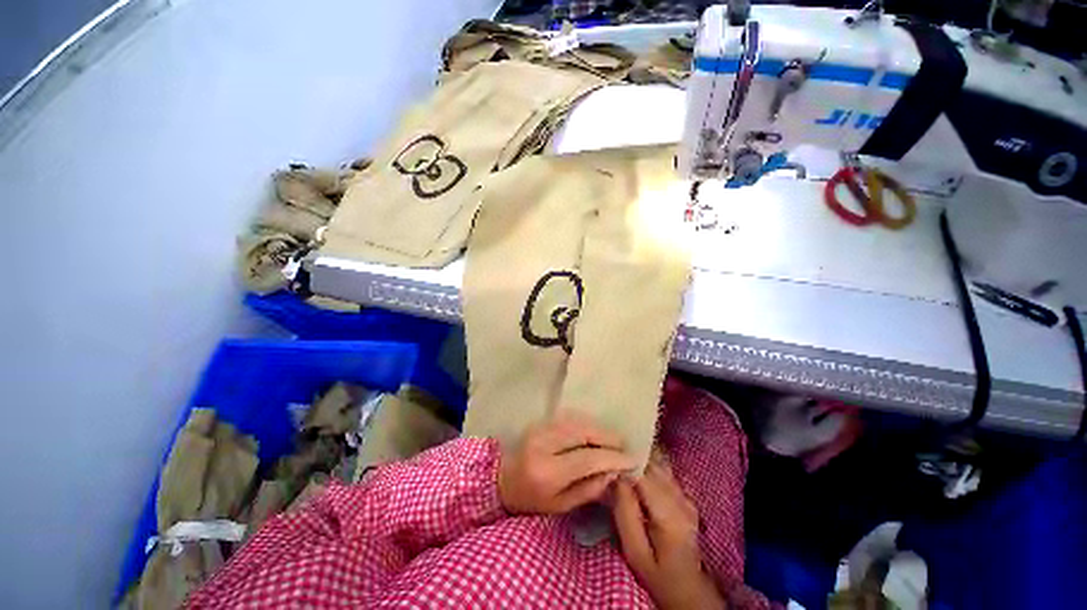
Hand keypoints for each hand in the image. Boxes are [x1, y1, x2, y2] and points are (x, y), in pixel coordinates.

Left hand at [498, 412, 635, 514]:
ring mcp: (541, 428)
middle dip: (608, 437)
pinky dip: (587, 423)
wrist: (502, 479)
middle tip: (625, 445)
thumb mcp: (561, 506)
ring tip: (615, 439)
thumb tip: (613, 471)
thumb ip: (589, 489)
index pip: (587, 459)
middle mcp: (544, 444)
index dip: (612, 457)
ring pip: (578, 421)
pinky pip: (570, 418)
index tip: (631, 459)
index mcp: (548, 471)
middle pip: (583, 433)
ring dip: (599, 428)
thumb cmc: (531, 500)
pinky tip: (597, 431)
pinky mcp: (541, 421)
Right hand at [612, 452, 724, 609]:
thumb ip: (625, 512)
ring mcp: (685, 494)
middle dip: (629, 453)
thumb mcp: (634, 551)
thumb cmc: (657, 575)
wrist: (688, 590)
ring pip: (659, 461)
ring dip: (638, 455)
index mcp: (669, 512)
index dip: (622, 460)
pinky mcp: (684, 495)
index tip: (603, 456)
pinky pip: (663, 468)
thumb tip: (615, 476)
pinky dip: (647, 461)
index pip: (643, 472)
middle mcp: (681, 497)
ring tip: (617, 453)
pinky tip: (632, 462)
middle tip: (606, 450)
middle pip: (652, 462)